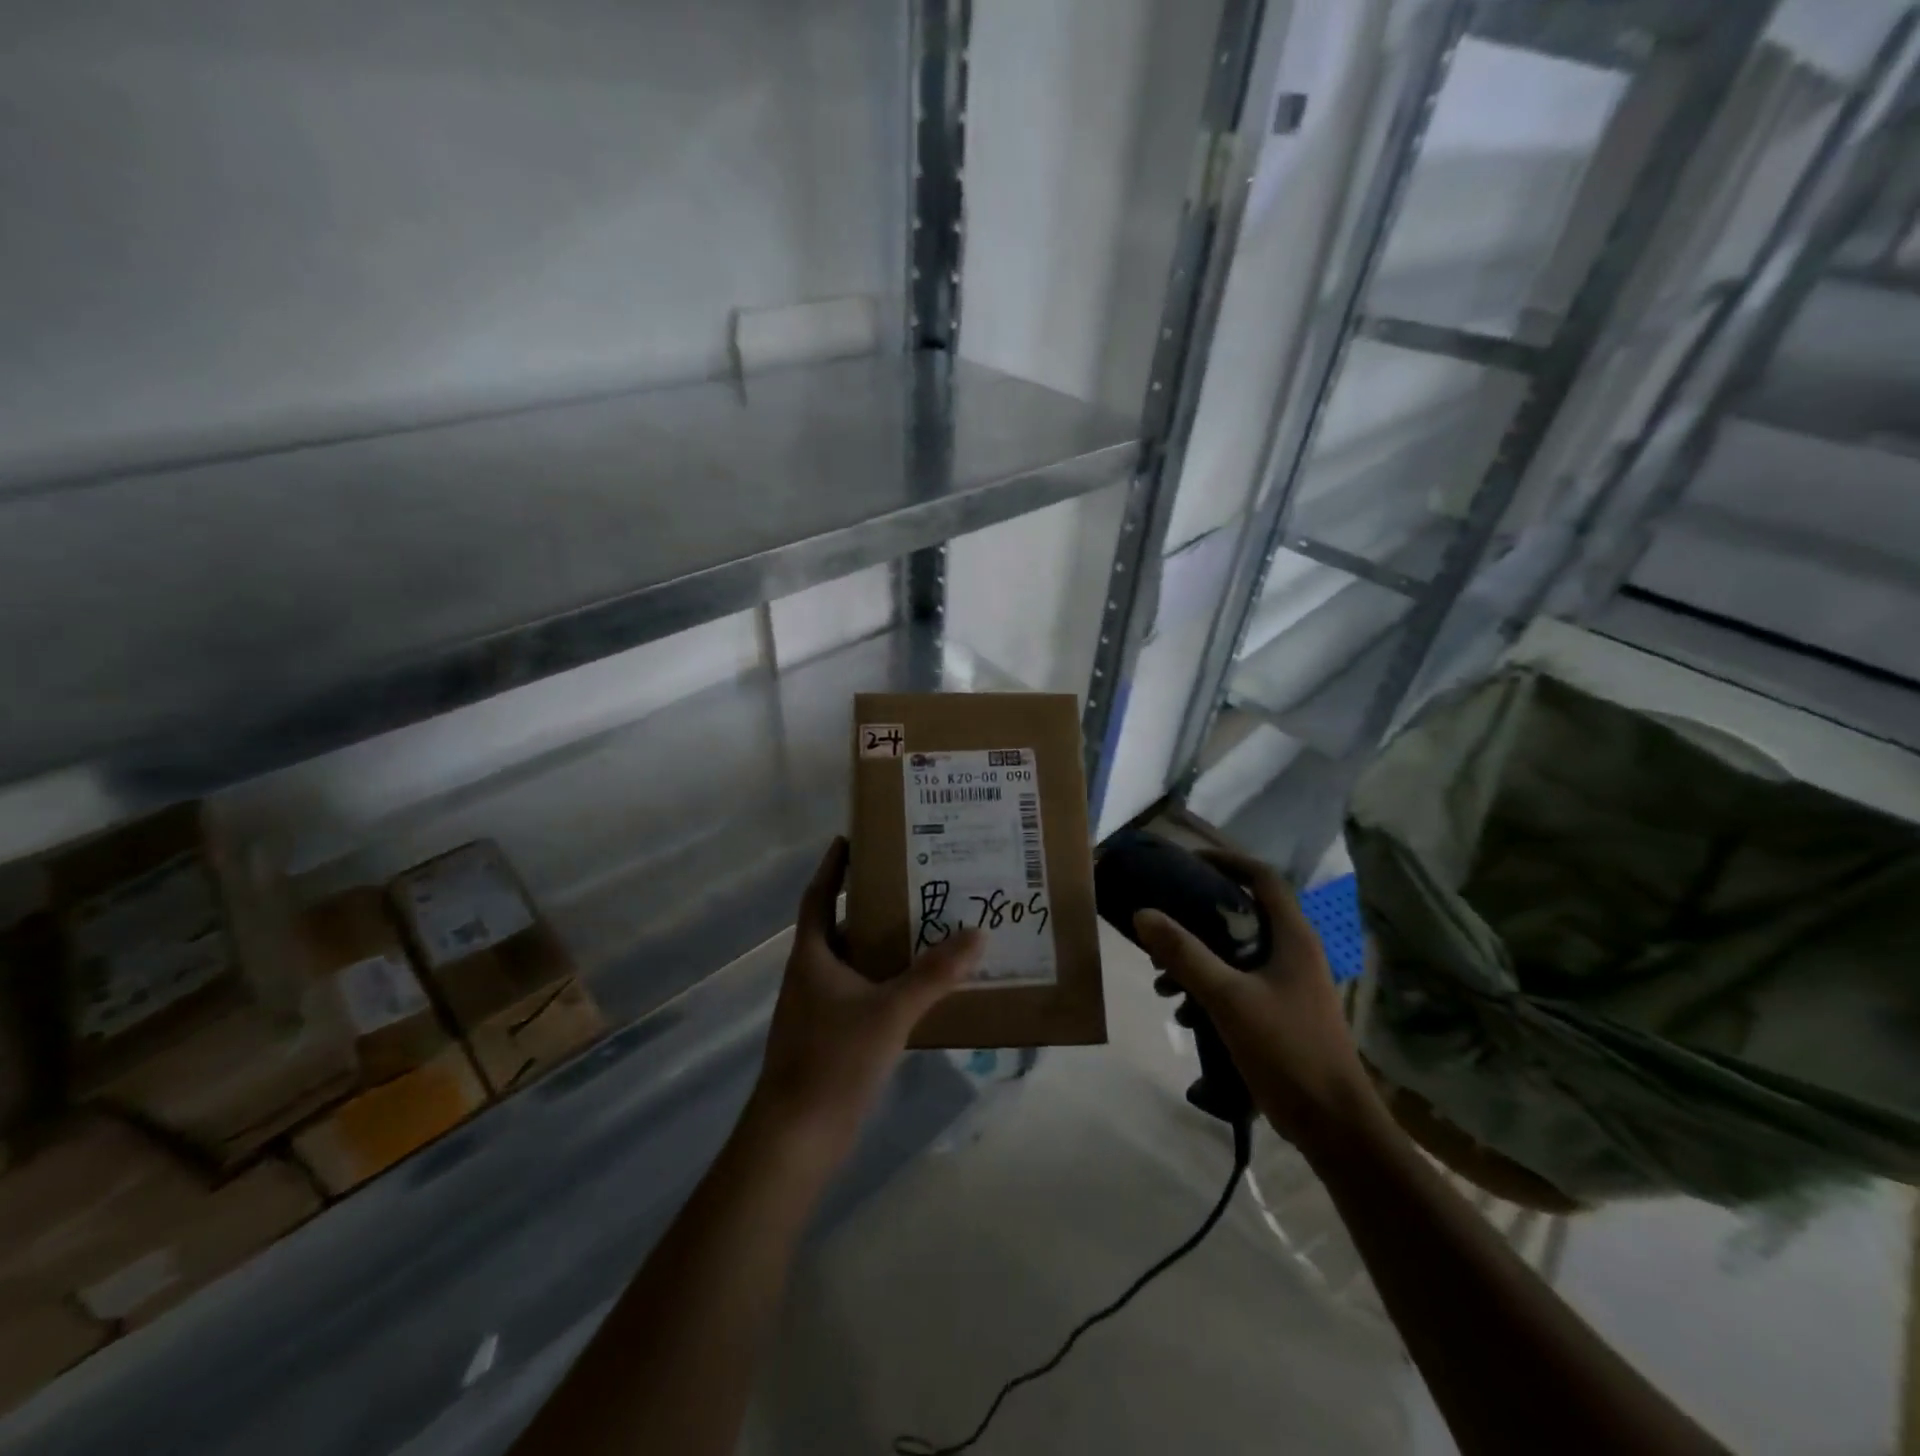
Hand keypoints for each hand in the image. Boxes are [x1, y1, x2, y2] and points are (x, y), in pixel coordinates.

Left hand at [749, 837, 982, 1157]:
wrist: (795, 1140)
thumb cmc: (832, 1061)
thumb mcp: (889, 1012)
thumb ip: (933, 974)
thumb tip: (977, 934)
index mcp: (812, 956)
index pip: (818, 896)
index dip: (832, 866)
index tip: (851, 838)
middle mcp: (812, 975)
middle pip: (840, 926)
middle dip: (871, 903)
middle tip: (912, 881)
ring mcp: (819, 1009)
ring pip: (854, 963)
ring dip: (882, 944)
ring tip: (926, 926)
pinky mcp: (831, 1038)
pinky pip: (862, 994)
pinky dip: (886, 982)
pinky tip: (919, 987)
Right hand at [1133, 848, 1380, 1153]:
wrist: (1334, 1125)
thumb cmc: (1287, 1051)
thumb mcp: (1228, 998)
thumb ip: (1185, 954)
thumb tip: (1143, 913)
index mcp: (1293, 938)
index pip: (1262, 878)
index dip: (1226, 861)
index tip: (1187, 861)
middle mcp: (1295, 952)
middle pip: (1244, 913)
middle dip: (1199, 916)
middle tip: (1163, 919)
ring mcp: (1290, 984)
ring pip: (1237, 951)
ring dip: (1199, 956)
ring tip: (1162, 977)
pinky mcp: (1282, 1012)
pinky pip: (1239, 982)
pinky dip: (1209, 986)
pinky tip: (1183, 1011)